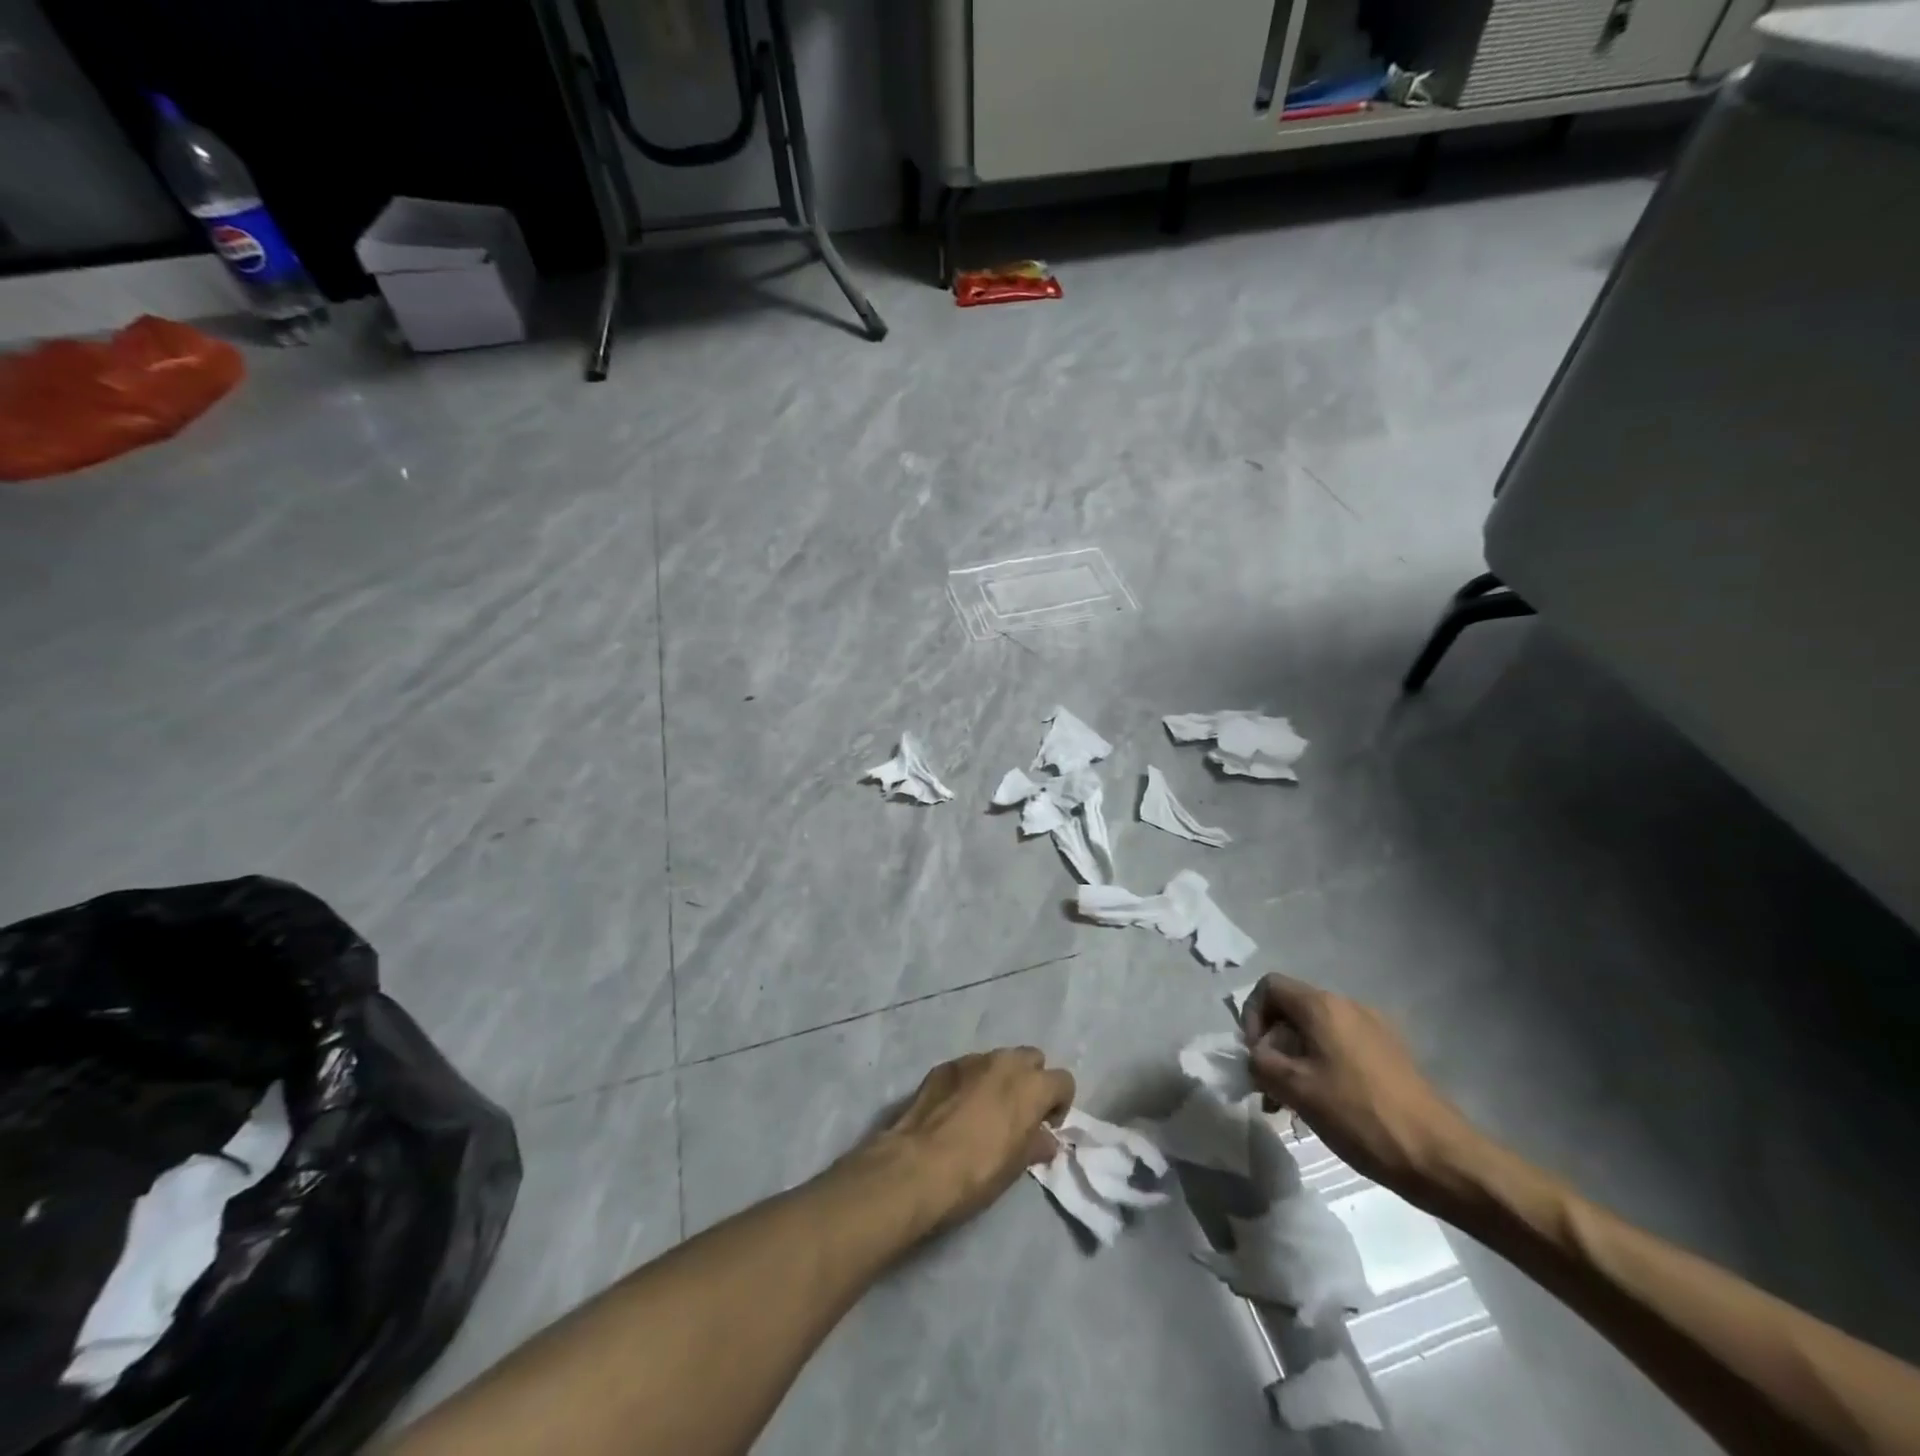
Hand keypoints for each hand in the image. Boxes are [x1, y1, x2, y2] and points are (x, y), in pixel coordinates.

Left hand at [881, 1048, 1074, 1228]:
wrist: (918, 1165)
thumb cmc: (978, 1170)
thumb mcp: (1016, 1165)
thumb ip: (1036, 1143)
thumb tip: (1046, 1138)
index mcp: (1031, 1085)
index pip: (1063, 1081)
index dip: (1059, 1104)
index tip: (1046, 1127)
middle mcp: (1005, 1062)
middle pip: (1032, 1058)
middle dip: (1031, 1080)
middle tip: (1020, 1112)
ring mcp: (972, 1059)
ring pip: (998, 1059)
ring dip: (1001, 1078)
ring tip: (986, 1109)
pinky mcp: (944, 1065)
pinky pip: (969, 1067)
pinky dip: (972, 1081)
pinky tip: (958, 1109)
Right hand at [1241, 974, 1482, 1201]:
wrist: (1440, 1156)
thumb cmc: (1359, 1115)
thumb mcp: (1296, 1089)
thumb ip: (1261, 1063)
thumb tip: (1256, 1056)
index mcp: (1323, 1007)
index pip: (1269, 987)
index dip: (1251, 1016)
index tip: (1256, 1056)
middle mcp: (1348, 1006)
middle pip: (1292, 1009)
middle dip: (1272, 1044)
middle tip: (1269, 1087)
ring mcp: (1374, 1029)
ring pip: (1316, 1032)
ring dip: (1295, 1060)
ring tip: (1292, 1103)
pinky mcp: (1390, 1054)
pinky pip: (1341, 1047)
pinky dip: (1322, 1067)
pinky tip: (1325, 1105)